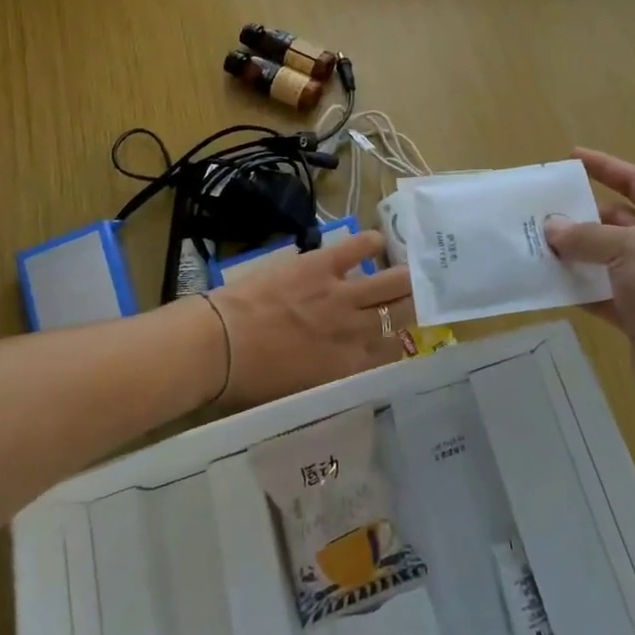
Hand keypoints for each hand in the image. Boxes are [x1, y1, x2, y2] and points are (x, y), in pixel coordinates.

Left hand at [200, 232, 415, 409]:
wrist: (219, 345)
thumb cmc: (251, 380)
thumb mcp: (301, 392)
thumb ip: (333, 378)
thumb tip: (348, 367)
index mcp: (349, 367)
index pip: (393, 352)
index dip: (399, 341)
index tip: (398, 335)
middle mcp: (355, 330)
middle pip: (402, 312)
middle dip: (413, 304)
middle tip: (415, 296)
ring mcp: (341, 294)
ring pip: (394, 281)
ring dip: (405, 276)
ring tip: (410, 268)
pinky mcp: (322, 264)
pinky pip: (360, 247)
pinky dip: (373, 243)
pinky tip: (378, 242)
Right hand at [544, 149, 634, 425]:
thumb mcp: (631, 251)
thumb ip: (588, 236)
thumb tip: (552, 228)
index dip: (606, 167)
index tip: (571, 157)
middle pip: (621, 220)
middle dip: (583, 214)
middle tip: (542, 208)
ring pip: (608, 258)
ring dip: (576, 252)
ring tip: (535, 243)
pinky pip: (603, 293)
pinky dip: (580, 288)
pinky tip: (549, 283)